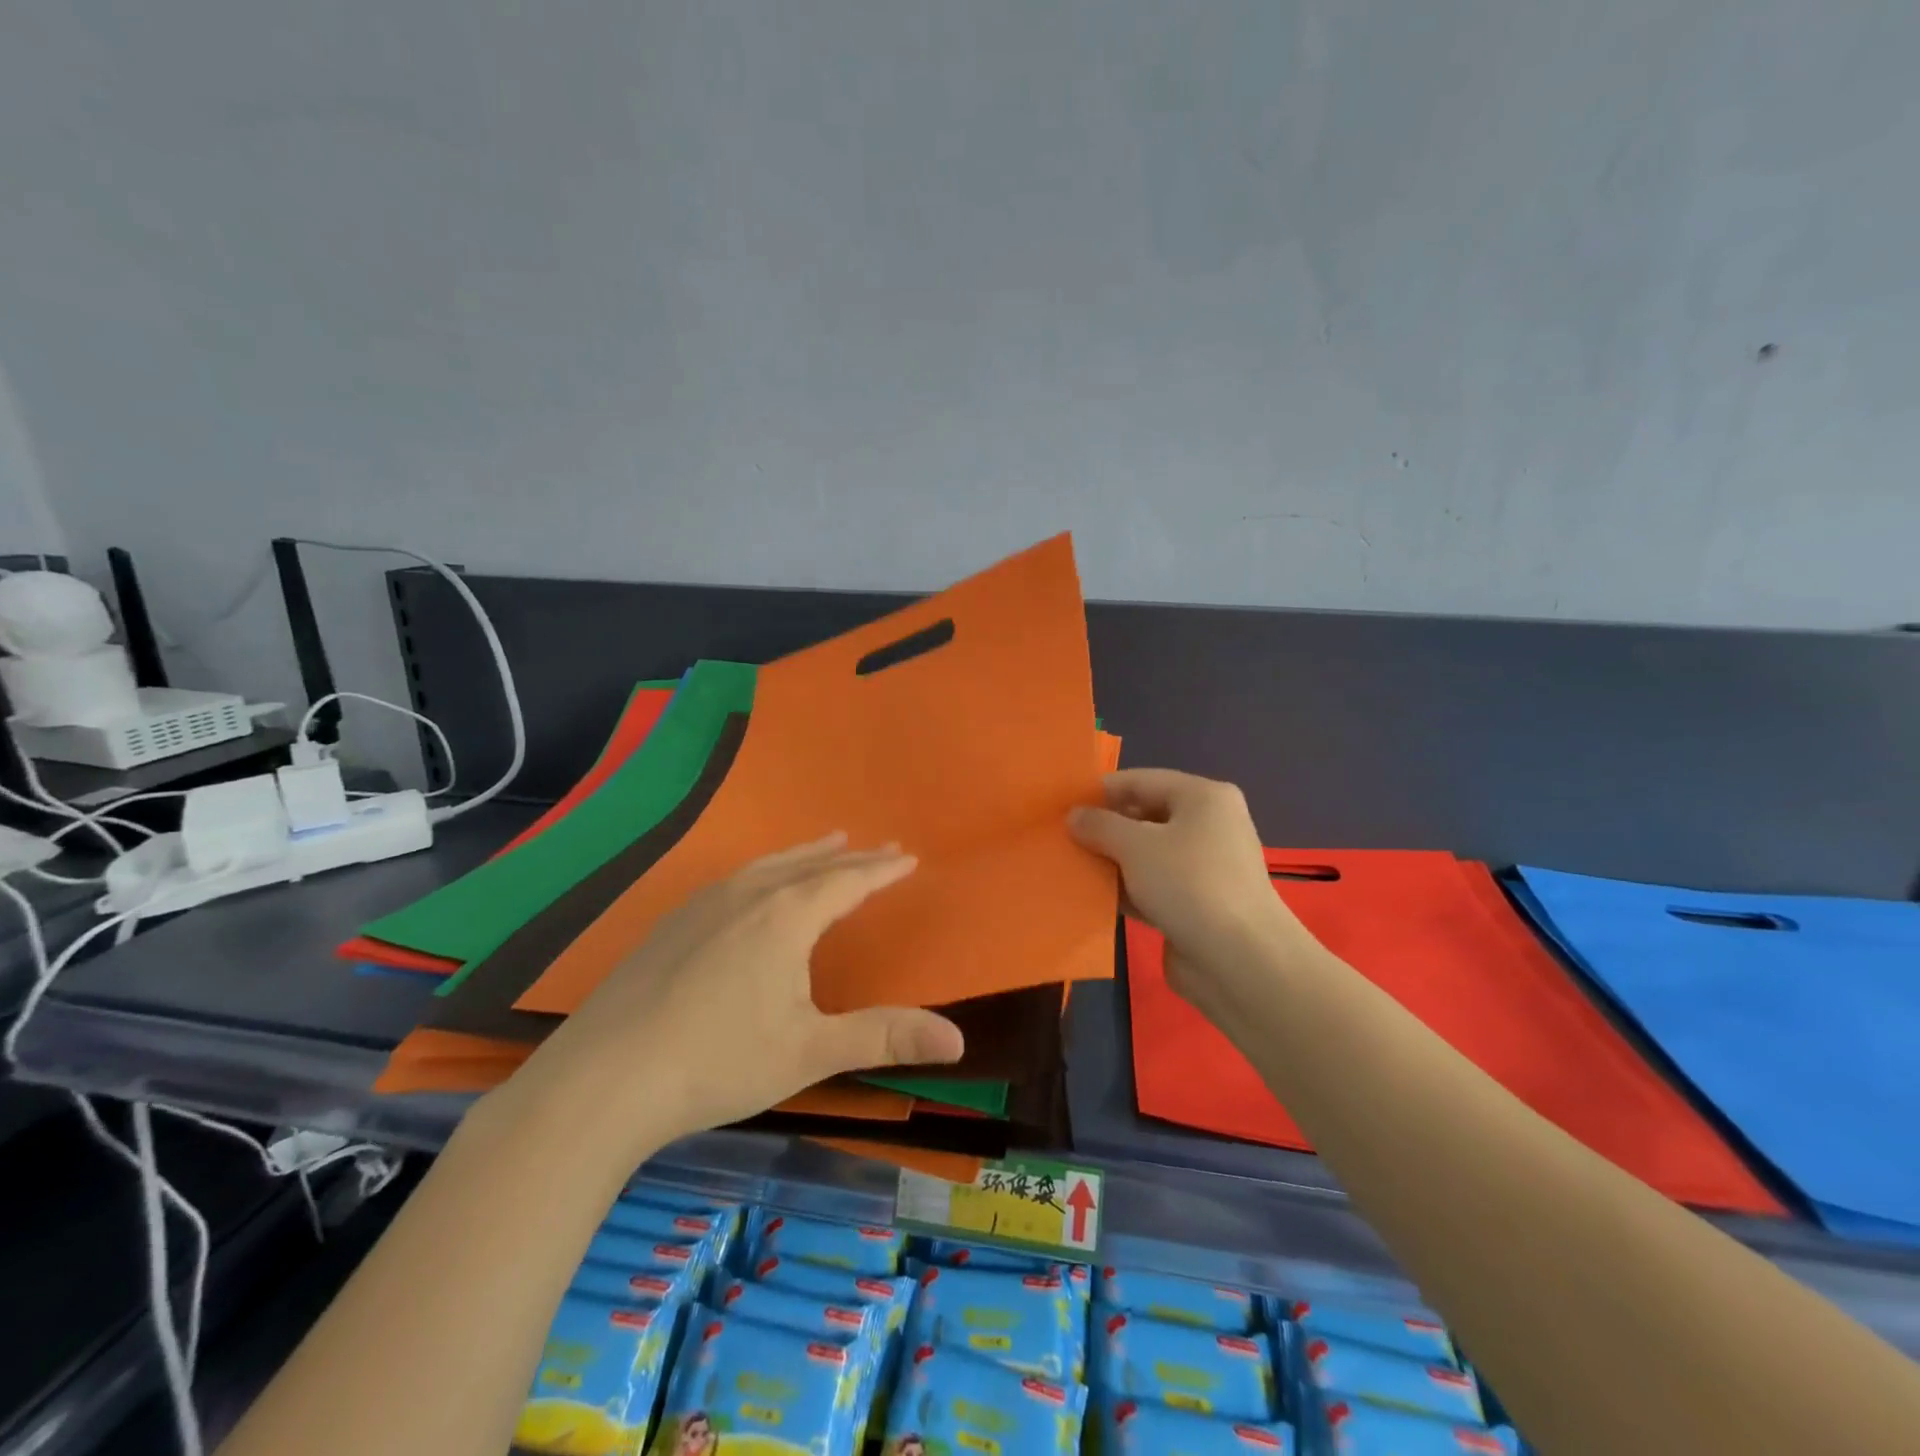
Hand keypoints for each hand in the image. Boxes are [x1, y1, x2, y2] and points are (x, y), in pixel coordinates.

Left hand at [495, 835, 964, 1162]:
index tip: (908, 855)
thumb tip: (958, 1041)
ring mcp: (704, 905)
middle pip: (811, 866)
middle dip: (851, 857)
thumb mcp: (810, 1051)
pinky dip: (766, 869)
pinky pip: (737, 878)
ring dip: (806, 854)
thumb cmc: (718, 1061)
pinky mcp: (673, 923)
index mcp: (786, 916)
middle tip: (880, 844)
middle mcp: (748, 896)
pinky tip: (755, 884)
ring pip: (769, 865)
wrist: (603, 1079)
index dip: (882, 869)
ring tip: (828, 843)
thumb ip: (884, 1037)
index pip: (848, 881)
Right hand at [1069, 769, 1313, 1005]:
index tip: (1062, 805)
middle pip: (1144, 816)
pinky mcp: (1197, 903)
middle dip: (1104, 828)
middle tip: (1062, 838)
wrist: (1240, 961)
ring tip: (1070, 866)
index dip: (1100, 791)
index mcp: (1203, 797)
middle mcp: (1209, 826)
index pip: (1141, 781)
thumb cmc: (1188, 884)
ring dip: (1112, 861)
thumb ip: (1099, 825)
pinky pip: (1153, 885)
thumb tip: (1074, 816)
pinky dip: (1127, 889)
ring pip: (1147, 854)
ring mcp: (1205, 867)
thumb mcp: (1134, 846)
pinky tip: (1093, 896)